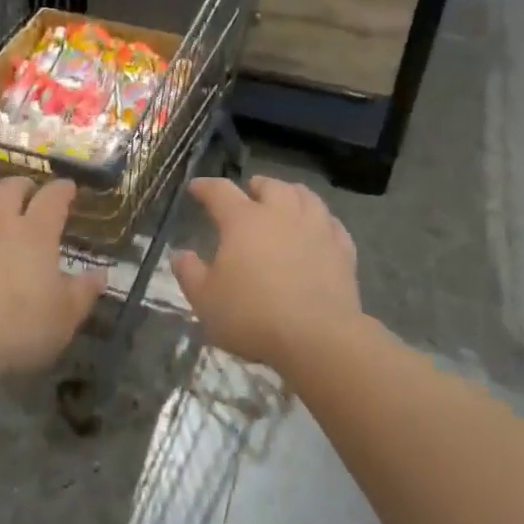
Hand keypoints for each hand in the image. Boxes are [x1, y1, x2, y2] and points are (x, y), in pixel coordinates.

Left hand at [0, 177, 106, 378]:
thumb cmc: (15, 331)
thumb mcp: (64, 319)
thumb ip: (84, 292)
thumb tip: (101, 274)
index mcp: (35, 234)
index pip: (53, 197)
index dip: (63, 189)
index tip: (69, 189)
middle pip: (10, 186)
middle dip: (23, 186)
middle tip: (29, 196)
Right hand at [171, 176, 361, 371]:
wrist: (317, 337)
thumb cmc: (253, 316)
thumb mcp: (206, 300)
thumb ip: (190, 273)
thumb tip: (180, 254)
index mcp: (243, 221)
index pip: (220, 191)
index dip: (206, 187)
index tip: (196, 187)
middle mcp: (281, 214)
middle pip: (270, 186)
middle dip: (256, 186)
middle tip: (249, 192)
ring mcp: (316, 228)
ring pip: (305, 196)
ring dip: (291, 193)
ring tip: (285, 199)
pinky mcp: (342, 249)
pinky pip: (332, 223)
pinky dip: (321, 219)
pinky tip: (320, 227)